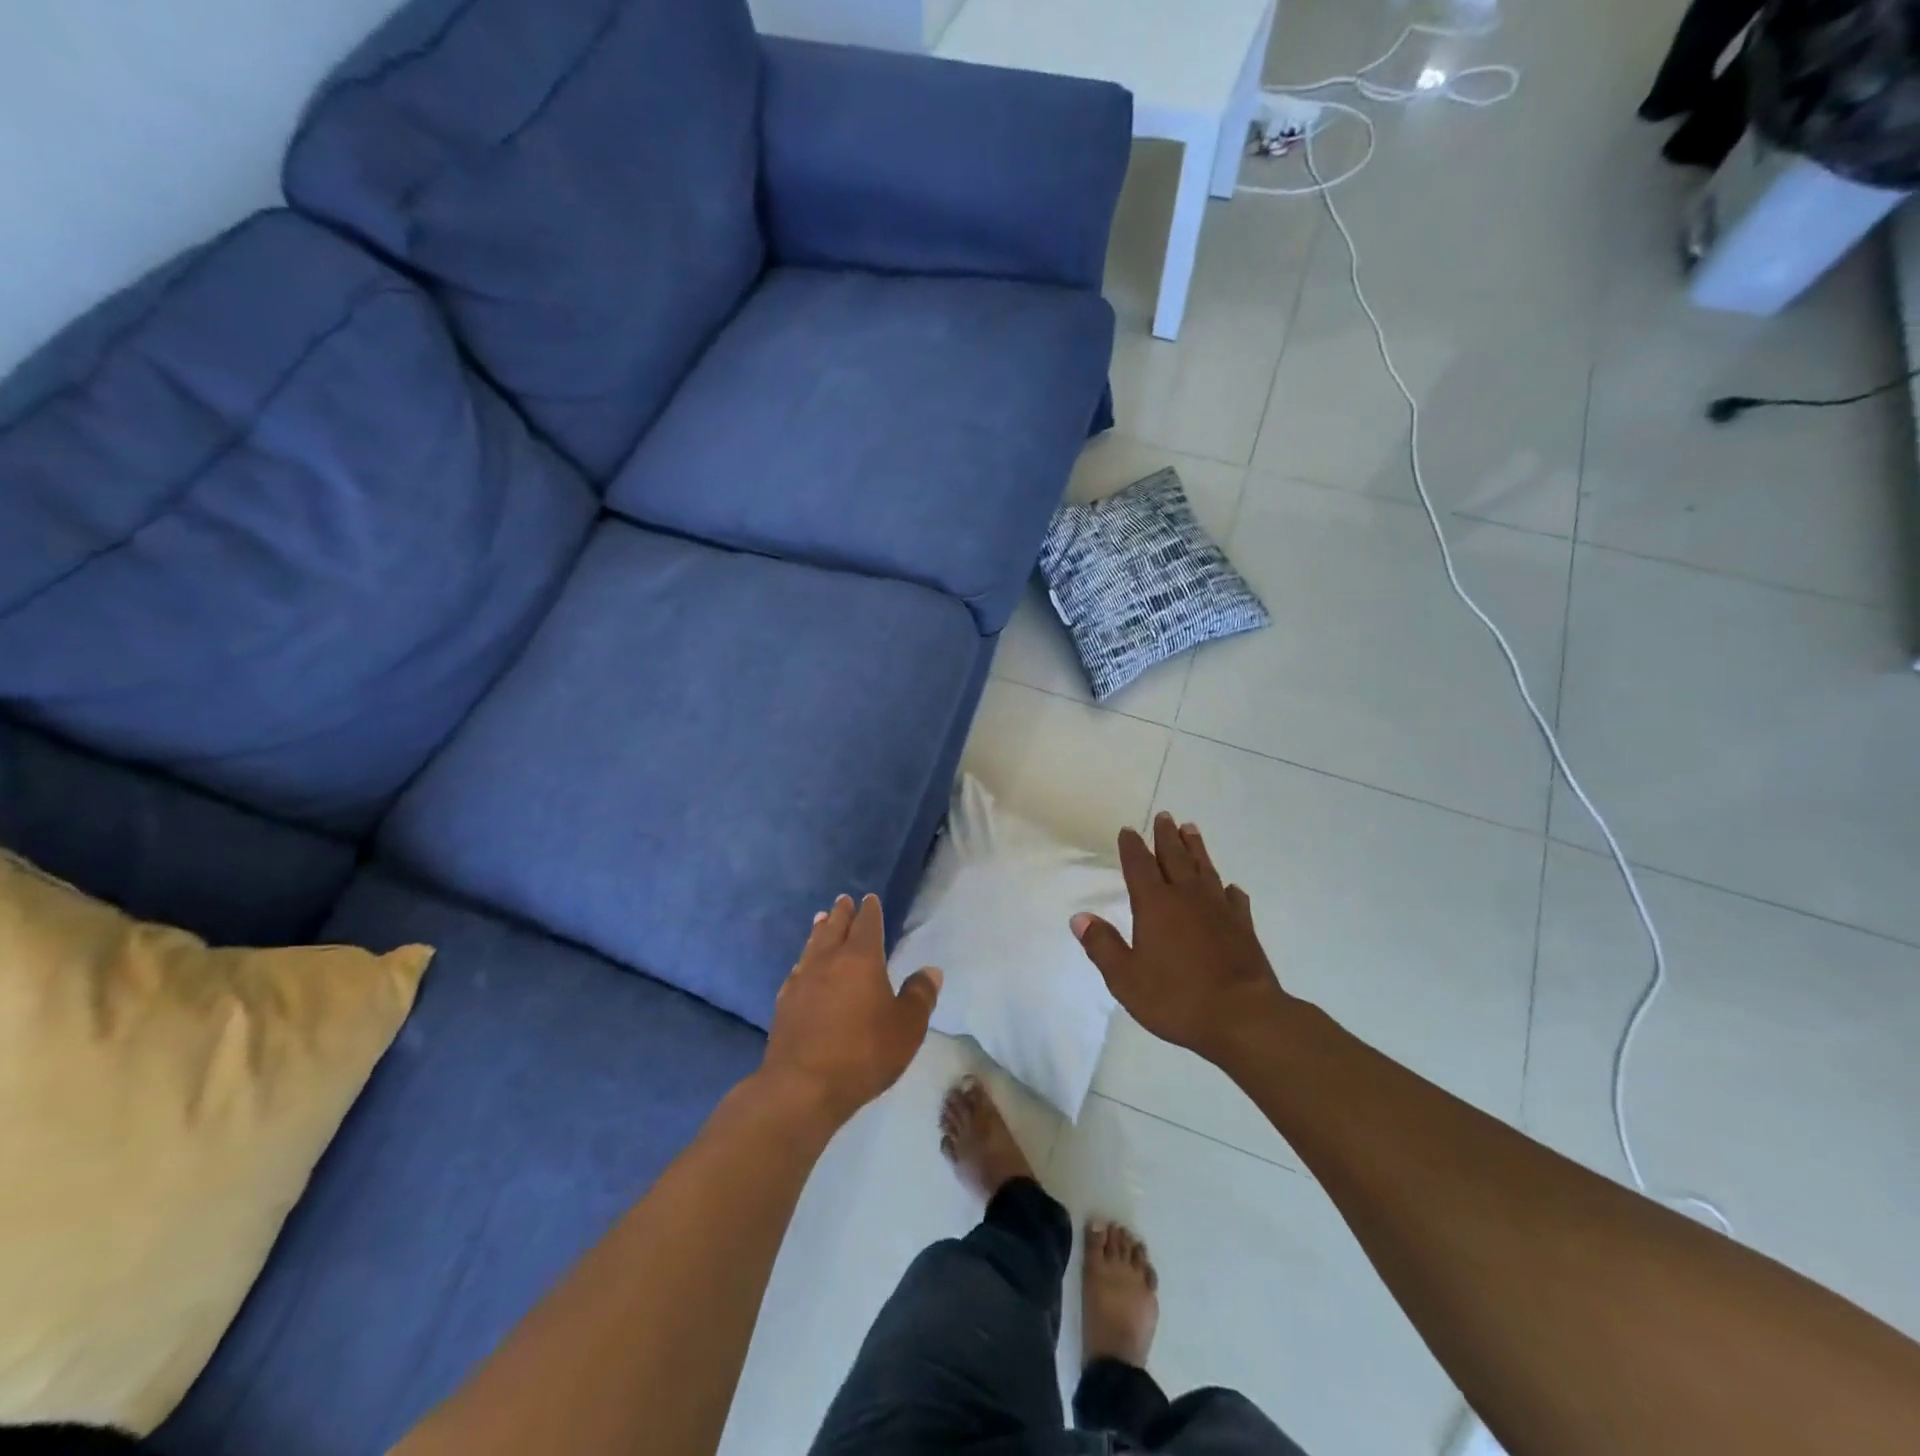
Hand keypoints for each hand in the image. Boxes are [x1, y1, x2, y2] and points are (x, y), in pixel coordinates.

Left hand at [761, 894, 941, 1125]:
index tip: (869, 899)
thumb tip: (931, 971)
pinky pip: (797, 970)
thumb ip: (920, 996)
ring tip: (821, 920)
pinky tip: (802, 966)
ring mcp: (802, 981)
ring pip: (812, 945)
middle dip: (841, 913)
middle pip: (835, 928)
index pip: (867, 924)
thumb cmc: (863, 1052)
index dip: (870, 910)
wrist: (802, 1086)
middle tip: (843, 901)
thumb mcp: (907, 1027)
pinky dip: (804, 960)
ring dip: (819, 931)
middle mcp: (828, 961)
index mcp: (861, 959)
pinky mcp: (784, 1003)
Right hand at [1072, 813, 1288, 1065]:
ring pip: (1205, 869)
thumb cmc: (1177, 998)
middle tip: (1164, 816)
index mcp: (1155, 905)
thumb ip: (1102, 945)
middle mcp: (1187, 898)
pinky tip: (1230, 887)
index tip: (1128, 830)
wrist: (1243, 1017)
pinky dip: (1229, 890)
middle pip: (1174, 858)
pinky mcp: (1243, 927)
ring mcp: (1219, 910)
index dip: (1132, 847)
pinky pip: (1235, 899)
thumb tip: (1079, 917)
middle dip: (1166, 836)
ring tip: (1191, 829)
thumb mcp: (1126, 978)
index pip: (1139, 866)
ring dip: (1196, 848)